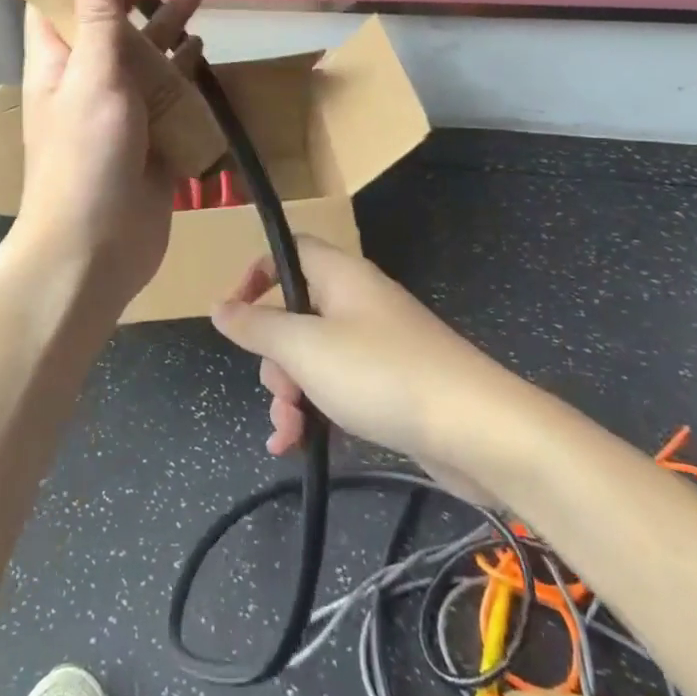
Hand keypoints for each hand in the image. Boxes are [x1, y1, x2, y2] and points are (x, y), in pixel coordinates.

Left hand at [11, 0, 206, 311]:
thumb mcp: (91, 76)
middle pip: (111, 19)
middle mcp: (86, 80)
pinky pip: (168, 92)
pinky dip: (183, 67)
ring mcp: (119, 109)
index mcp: (58, 61)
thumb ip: (95, 17)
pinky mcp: (149, 137)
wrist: (96, 248)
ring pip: (145, 52)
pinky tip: (201, 48)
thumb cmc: (87, 157)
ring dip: (168, 19)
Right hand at [212, 237, 502, 500]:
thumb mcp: (305, 348)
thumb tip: (219, 307)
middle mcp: (357, 301)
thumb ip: (257, 326)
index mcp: (340, 276)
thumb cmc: (381, 374)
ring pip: (314, 356)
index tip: (235, 312)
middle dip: (274, 357)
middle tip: (279, 392)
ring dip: (291, 393)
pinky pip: (339, 385)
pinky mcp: (392, 382)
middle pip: (296, 312)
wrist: (476, 429)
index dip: (257, 274)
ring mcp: (377, 343)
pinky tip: (300, 445)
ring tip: (287, 435)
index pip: (289, 251)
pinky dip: (317, 409)